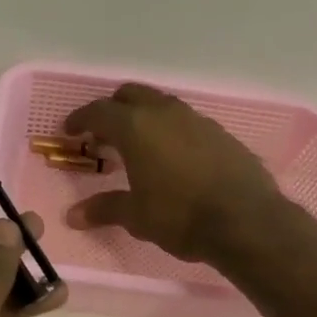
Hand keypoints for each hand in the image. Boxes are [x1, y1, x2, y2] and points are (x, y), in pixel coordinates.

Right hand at [64, 84, 285, 263]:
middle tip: (103, 133)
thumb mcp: (136, 216)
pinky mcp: (220, 133)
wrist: (246, 221)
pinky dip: (170, 131)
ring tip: (137, 145)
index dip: (80, 119)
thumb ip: (104, 209)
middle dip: (113, 109)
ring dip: (144, 118)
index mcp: (136, 127)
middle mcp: (164, 113)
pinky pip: (185, 122)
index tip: (70, 130)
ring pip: (161, 105)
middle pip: (131, 95)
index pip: (99, 112)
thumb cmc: (180, 216)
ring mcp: (196, 120)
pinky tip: (172, 157)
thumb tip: (72, 216)